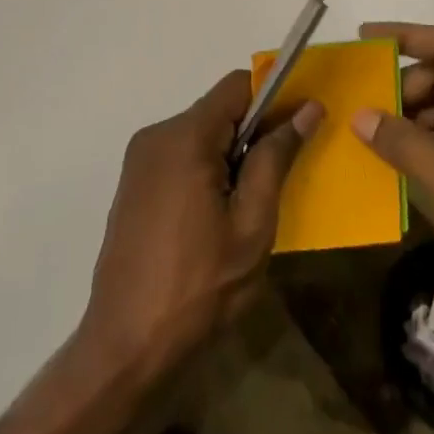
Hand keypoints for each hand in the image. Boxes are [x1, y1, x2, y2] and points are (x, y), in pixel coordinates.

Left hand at [79, 71, 321, 391]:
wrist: (125, 347)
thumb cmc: (199, 288)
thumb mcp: (252, 225)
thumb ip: (276, 159)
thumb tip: (307, 108)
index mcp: (185, 136)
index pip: (237, 86)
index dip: (272, 101)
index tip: (294, 135)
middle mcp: (157, 135)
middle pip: (218, 110)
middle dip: (250, 137)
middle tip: (270, 187)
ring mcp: (139, 159)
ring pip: (200, 135)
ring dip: (228, 158)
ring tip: (240, 213)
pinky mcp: (133, 184)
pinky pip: (180, 156)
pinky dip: (204, 171)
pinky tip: (210, 222)